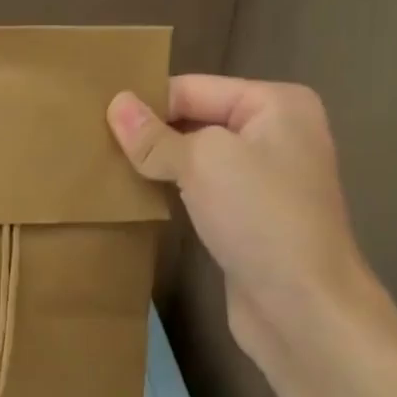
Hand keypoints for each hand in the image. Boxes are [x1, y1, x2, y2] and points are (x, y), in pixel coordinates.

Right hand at [107, 75, 372, 366]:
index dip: (146, 103)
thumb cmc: (260, 217)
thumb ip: (154, 135)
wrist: (303, 307)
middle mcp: (275, 133)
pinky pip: (200, 187)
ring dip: (156, 162)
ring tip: (105, 165)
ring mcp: (264, 177)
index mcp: (275, 105)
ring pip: (194, 156)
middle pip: (194, 119)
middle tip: (92, 142)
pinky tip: (136, 194)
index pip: (192, 88)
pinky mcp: (249, 214)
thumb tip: (115, 104)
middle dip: (149, 132)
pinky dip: (171, 188)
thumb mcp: (201, 162)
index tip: (94, 119)